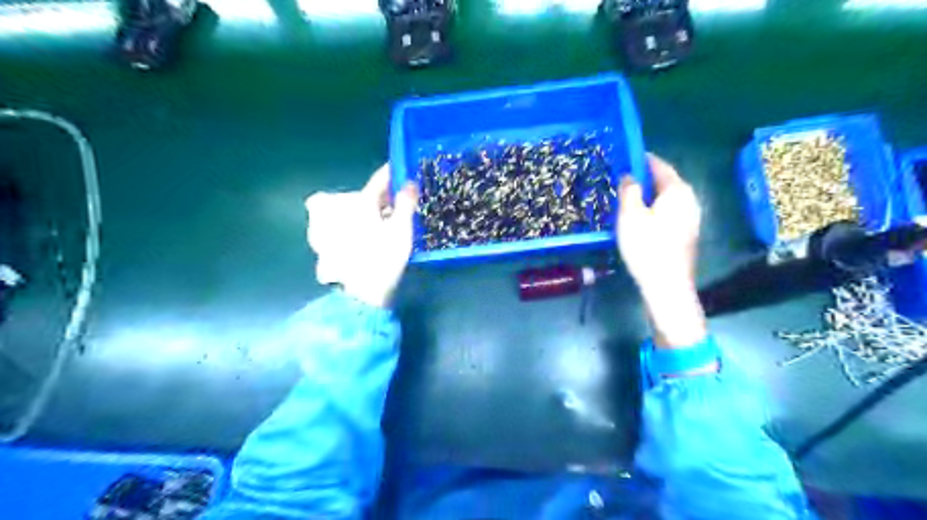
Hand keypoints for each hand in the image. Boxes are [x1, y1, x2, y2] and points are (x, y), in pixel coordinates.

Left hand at [307, 165, 417, 306]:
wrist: (360, 294)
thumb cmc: (384, 258)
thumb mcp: (401, 230)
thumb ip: (406, 204)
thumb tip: (410, 183)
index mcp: (360, 203)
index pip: (378, 181)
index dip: (390, 175)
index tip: (400, 170)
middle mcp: (338, 209)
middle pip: (358, 196)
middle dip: (373, 199)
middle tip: (389, 208)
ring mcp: (326, 227)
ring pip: (343, 211)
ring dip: (357, 213)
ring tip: (373, 224)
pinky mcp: (323, 244)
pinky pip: (334, 228)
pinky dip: (346, 229)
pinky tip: (357, 241)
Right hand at [618, 154, 706, 347]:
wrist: (667, 285)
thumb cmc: (646, 247)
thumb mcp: (630, 215)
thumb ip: (629, 190)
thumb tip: (630, 176)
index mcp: (678, 190)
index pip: (660, 165)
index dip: (642, 159)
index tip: (625, 155)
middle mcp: (690, 200)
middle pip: (665, 182)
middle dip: (644, 178)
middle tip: (621, 179)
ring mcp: (691, 218)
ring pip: (666, 198)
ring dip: (648, 196)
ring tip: (626, 198)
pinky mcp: (686, 234)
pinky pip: (668, 212)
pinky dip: (654, 209)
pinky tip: (639, 219)